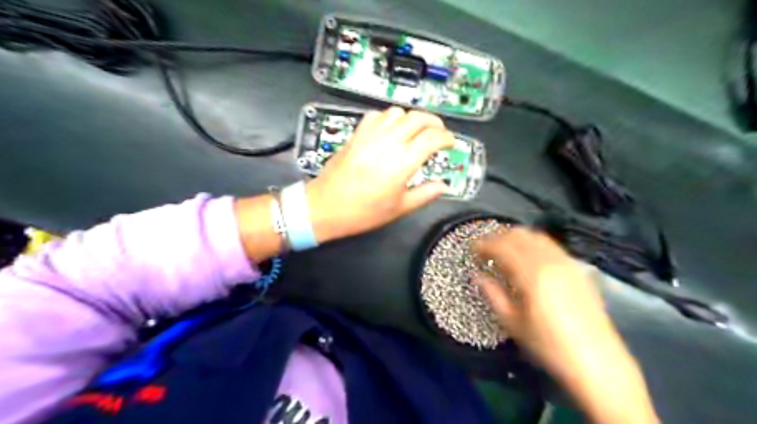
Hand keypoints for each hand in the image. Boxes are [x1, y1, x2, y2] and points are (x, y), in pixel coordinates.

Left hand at [304, 108, 454, 242]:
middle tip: (438, 133)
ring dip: (411, 118)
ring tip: (415, 131)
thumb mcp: (399, 208)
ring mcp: (370, 135)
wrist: (326, 207)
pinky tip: (390, 130)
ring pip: (398, 112)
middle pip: (418, 118)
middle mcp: (388, 142)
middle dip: (434, 122)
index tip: (451, 143)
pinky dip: (388, 118)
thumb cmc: (363, 212)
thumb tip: (443, 186)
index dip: (447, 138)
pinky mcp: (356, 134)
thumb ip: (425, 194)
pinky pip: (376, 115)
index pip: (433, 138)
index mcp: (403, 162)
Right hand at [471, 229, 656, 422]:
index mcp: (531, 275)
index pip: (502, 247)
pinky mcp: (578, 269)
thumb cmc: (549, 345)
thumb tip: (477, 275)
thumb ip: (493, 294)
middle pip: (519, 236)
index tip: (472, 248)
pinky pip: (551, 245)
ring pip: (537, 237)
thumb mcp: (513, 323)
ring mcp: (567, 263)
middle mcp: (550, 261)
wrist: (597, 362)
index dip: (484, 244)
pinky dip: (534, 243)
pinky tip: (528, 256)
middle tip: (485, 248)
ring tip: (504, 249)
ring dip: (516, 237)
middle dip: (498, 237)